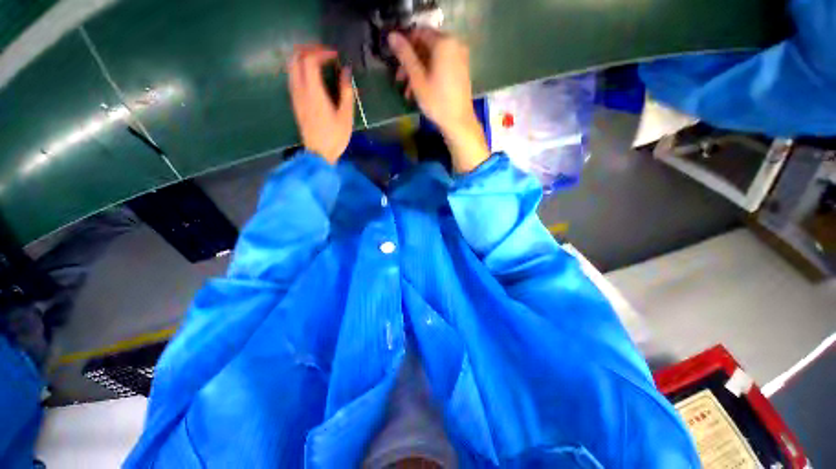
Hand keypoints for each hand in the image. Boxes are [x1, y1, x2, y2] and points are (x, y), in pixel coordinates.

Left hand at [287, 45, 353, 163]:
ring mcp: (295, 96)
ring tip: (318, 62)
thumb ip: (346, 92)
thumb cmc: (335, 137)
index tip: (335, 55)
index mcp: (313, 92)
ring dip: (303, 58)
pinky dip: (300, 69)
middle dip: (309, 50)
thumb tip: (346, 71)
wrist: (319, 153)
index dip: (322, 52)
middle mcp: (300, 90)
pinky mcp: (295, 102)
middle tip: (324, 54)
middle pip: (296, 58)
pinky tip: (312, 76)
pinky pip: (292, 77)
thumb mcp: (346, 116)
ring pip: (291, 66)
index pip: (310, 60)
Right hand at [388, 29, 489, 172]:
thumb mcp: (417, 79)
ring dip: (417, 72)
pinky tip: (419, 92)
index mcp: (444, 43)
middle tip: (399, 79)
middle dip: (410, 63)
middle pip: (426, 47)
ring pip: (432, 59)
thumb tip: (392, 35)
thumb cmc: (437, 101)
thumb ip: (405, 55)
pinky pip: (441, 66)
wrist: (458, 122)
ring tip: (407, 92)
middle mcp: (454, 45)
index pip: (419, 33)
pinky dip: (429, 75)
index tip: (395, 61)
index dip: (405, 45)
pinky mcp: (460, 71)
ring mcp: (459, 58)